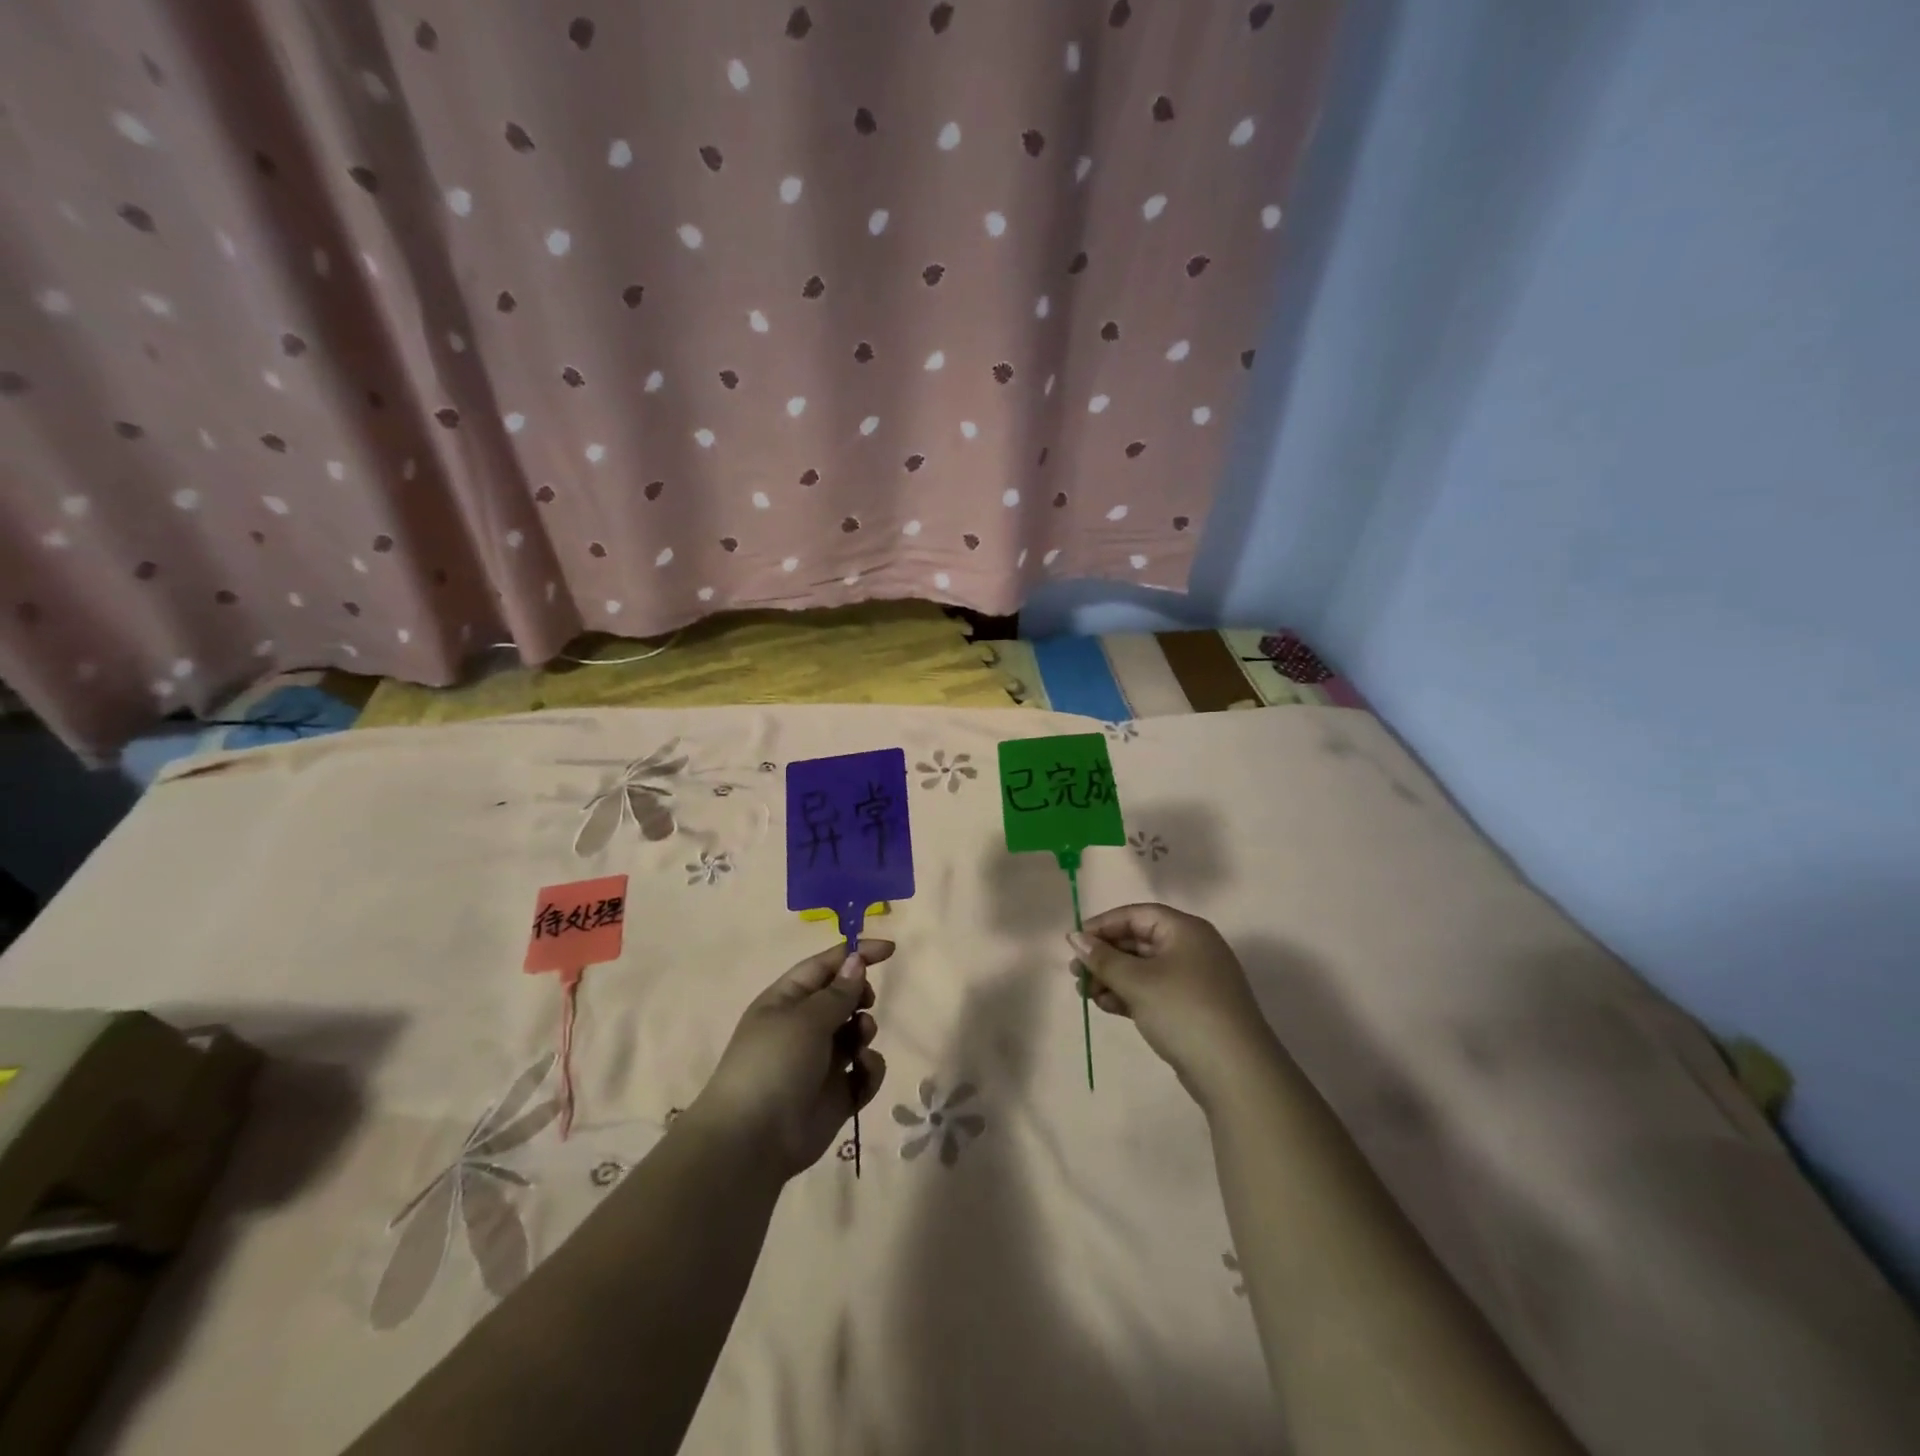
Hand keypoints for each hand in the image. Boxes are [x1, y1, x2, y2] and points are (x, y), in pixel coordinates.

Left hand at [688, 941, 890, 1179]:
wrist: (753, 1142)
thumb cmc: (774, 1064)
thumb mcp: (806, 1019)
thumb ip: (838, 992)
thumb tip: (856, 961)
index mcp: (787, 1000)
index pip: (825, 965)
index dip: (856, 954)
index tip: (891, 950)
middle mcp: (803, 1027)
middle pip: (844, 997)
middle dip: (860, 997)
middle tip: (864, 1004)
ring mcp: (821, 1062)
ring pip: (856, 1033)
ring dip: (864, 1031)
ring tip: (859, 1043)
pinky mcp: (837, 1094)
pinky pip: (864, 1071)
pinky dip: (869, 1068)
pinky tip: (863, 1072)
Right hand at [1069, 904, 1274, 1109]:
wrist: (1235, 1072)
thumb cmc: (1183, 1011)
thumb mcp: (1136, 981)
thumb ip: (1102, 958)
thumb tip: (1074, 937)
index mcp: (1185, 930)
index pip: (1137, 915)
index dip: (1103, 925)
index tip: (1074, 942)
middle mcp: (1192, 948)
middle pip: (1139, 941)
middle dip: (1105, 955)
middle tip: (1076, 972)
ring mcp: (1194, 980)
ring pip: (1144, 969)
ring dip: (1112, 978)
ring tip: (1085, 994)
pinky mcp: (1192, 1008)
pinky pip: (1153, 991)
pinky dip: (1129, 995)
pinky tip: (1106, 1006)